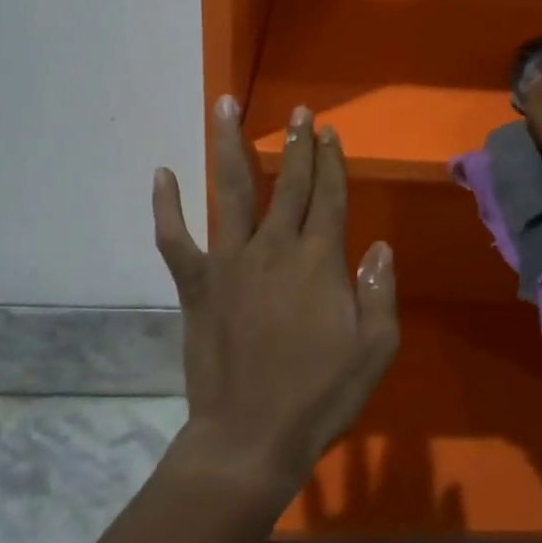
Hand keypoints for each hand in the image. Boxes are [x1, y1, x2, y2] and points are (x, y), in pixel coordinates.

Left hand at [151, 97, 400, 503]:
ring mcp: (230, 263)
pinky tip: (161, 173)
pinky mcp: (196, 286)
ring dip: (228, 145)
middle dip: (296, 144)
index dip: (332, 162)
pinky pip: (175, 239)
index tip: (330, 133)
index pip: (330, 196)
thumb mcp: (375, 348)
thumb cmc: (321, 395)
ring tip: (225, 105)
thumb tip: (379, 247)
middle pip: (287, 183)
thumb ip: (380, 291)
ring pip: (229, 191)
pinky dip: (165, 207)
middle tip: (300, 111)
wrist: (251, 437)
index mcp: (321, 260)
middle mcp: (275, 248)